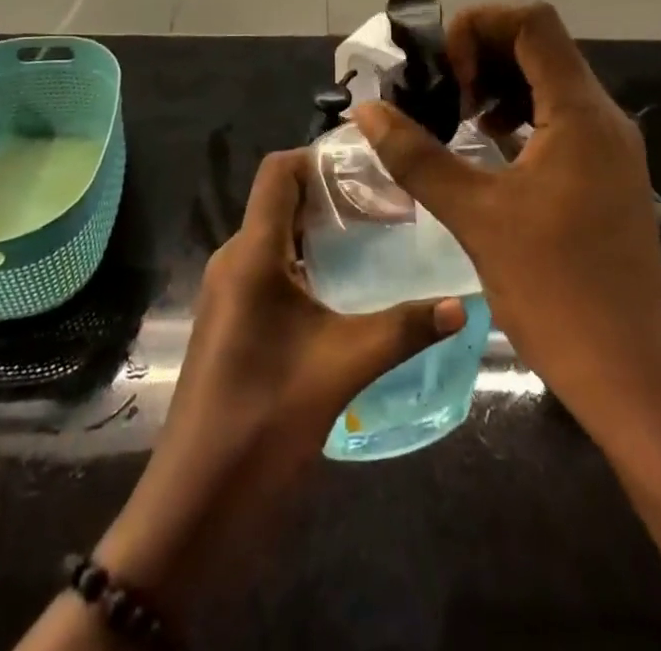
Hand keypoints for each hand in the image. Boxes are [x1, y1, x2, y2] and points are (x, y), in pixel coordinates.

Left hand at [95, 149, 464, 616]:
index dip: (319, 157)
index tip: (369, 166)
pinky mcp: (232, 319)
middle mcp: (235, 259)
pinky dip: (308, 262)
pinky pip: (271, 268)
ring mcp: (229, 291)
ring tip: (376, 239)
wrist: (196, 503)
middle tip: (388, 204)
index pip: (278, 171)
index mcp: (252, 252)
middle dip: (331, 194)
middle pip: (281, 200)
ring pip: (277, 236)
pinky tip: (347, 289)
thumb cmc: (264, 418)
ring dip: (321, 231)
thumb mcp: (343, 367)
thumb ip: (404, 329)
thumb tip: (464, 303)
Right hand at [352, 2, 660, 448]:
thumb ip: (417, 155)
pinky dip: (519, 115)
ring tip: (459, 119)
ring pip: (550, 81)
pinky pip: (559, 117)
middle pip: (540, 45)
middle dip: (483, 54)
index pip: (532, 22)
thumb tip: (367, 111)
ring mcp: (609, 146)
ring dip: (499, 84)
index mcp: (579, 112)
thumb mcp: (475, 216)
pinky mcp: (606, 173)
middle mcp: (602, 116)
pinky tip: (487, 147)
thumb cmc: (555, 290)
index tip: (445, 73)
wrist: (632, 376)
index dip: (480, 26)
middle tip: (443, 95)